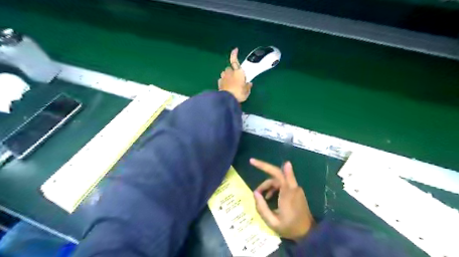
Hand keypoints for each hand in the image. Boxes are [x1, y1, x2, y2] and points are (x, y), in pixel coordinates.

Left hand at [217, 48, 252, 101]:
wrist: (227, 99)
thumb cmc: (239, 93)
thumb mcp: (247, 91)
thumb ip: (248, 86)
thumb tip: (249, 83)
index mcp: (238, 72)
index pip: (235, 60)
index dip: (234, 54)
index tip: (235, 49)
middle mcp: (230, 72)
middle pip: (229, 68)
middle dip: (231, 71)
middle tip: (235, 77)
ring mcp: (223, 77)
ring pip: (224, 73)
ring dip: (226, 75)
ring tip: (230, 81)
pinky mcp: (219, 83)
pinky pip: (221, 80)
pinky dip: (223, 81)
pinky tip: (226, 86)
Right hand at [250, 158, 315, 240]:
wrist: (308, 233)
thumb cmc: (290, 228)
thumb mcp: (272, 222)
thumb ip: (262, 207)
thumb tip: (255, 192)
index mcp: (287, 194)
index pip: (276, 174)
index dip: (264, 166)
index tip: (253, 161)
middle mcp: (293, 187)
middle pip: (276, 173)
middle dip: (263, 168)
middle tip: (252, 164)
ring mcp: (296, 188)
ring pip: (278, 179)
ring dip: (267, 184)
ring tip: (260, 195)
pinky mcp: (296, 191)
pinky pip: (283, 184)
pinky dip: (273, 187)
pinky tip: (268, 197)